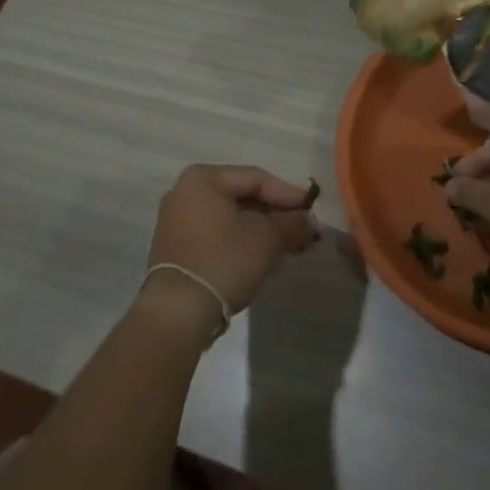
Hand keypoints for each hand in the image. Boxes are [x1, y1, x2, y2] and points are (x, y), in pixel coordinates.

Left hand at [141, 165, 318, 334]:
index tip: (313, 209)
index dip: (288, 194)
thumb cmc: (224, 261)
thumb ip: (293, 223)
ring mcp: (176, 219)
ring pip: (230, 216)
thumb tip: (309, 220)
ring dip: (261, 228)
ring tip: (289, 243)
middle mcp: (184, 191)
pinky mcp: (176, 246)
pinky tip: (263, 254)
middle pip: (241, 196)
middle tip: (304, 228)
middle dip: (275, 213)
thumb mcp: (266, 239)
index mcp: (202, 178)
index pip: (255, 178)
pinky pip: (216, 232)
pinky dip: (240, 239)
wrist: (178, 312)